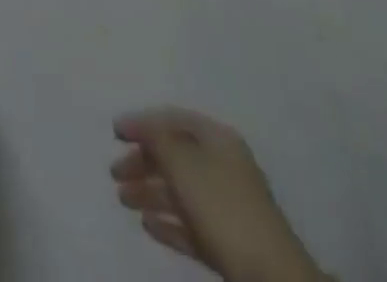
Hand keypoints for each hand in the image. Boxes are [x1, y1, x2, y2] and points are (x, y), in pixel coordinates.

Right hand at [110, 108, 325, 281]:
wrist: (272, 278)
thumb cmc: (222, 207)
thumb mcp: (182, 161)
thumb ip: (156, 138)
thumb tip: (140, 127)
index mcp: (218, 140)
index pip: (173, 120)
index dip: (142, 123)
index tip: (114, 133)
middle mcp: (223, 167)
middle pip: (175, 156)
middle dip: (142, 162)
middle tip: (114, 172)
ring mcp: (227, 207)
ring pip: (180, 191)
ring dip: (149, 193)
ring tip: (122, 199)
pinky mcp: (228, 244)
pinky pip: (190, 225)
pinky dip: (168, 223)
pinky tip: (147, 225)